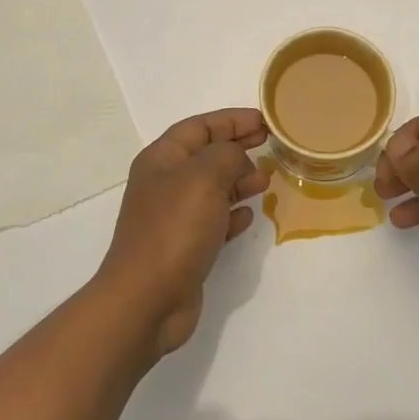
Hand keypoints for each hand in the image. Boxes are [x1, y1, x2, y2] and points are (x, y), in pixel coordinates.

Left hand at [96, 108, 269, 357]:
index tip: (265, 122)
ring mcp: (174, 218)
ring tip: (265, 183)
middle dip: (238, 150)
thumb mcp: (203, 177)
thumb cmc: (174, 229)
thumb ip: (226, 155)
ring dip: (239, 182)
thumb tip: (238, 158)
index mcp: (161, 159)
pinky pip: (213, 222)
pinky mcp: (185, 248)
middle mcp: (165, 184)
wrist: (147, 298)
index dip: (231, 121)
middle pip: (206, 156)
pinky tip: (248, 217)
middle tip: (270, 149)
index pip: (199, 127)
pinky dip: (232, 216)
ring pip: (212, 189)